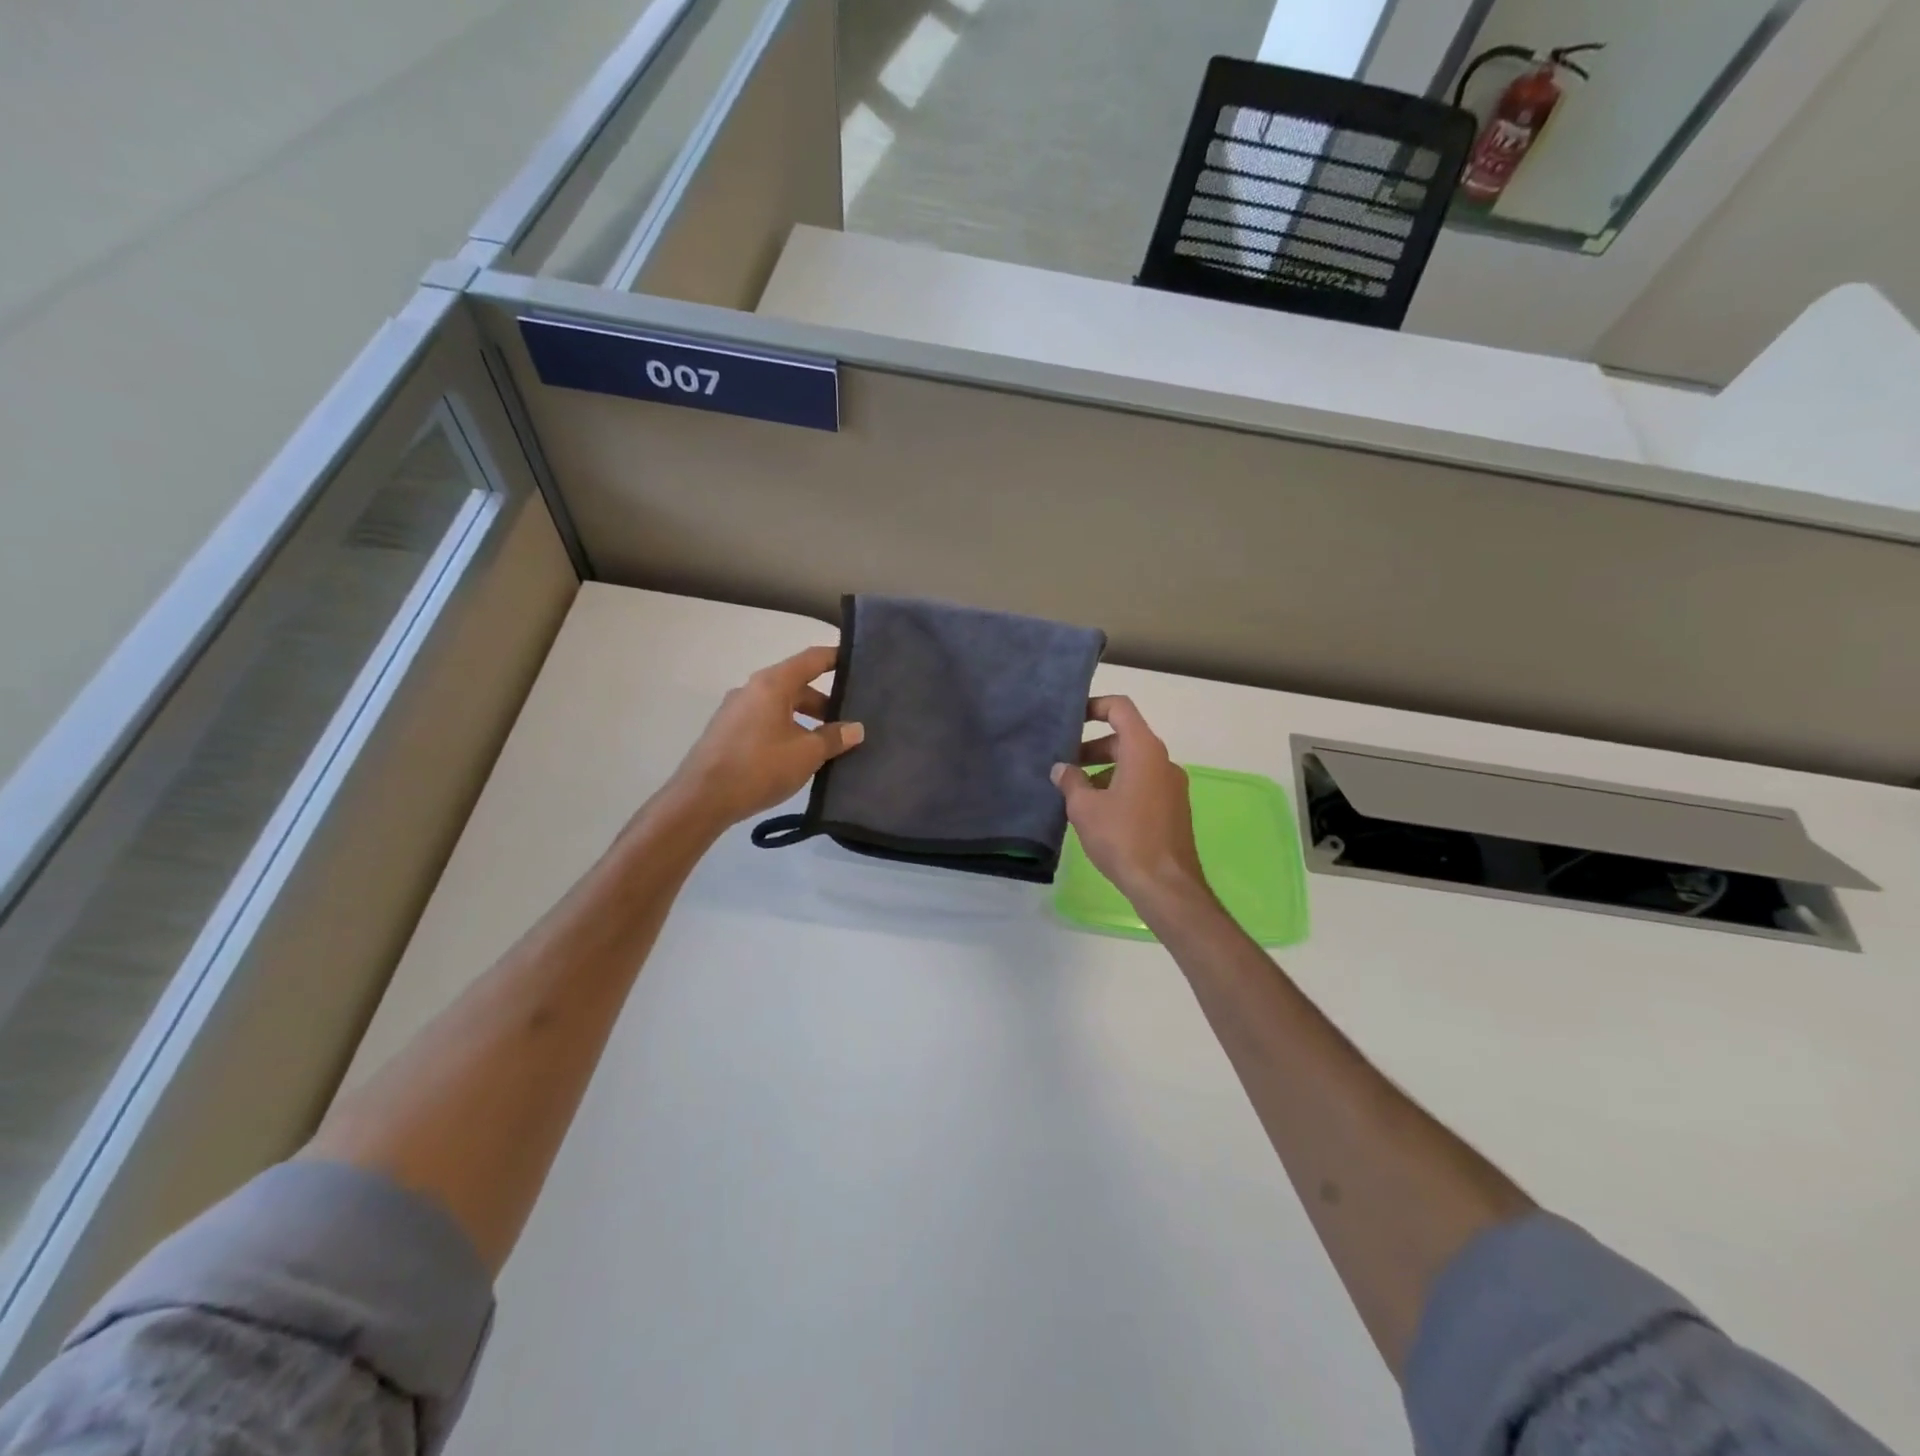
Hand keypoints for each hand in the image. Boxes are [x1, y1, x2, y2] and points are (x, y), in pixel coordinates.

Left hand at [666, 647, 864, 828]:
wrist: (701, 799)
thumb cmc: (759, 767)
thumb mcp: (806, 754)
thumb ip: (834, 737)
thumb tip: (856, 728)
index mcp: (772, 684)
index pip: (812, 659)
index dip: (836, 658)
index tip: (858, 662)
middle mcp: (752, 689)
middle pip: (796, 684)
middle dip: (825, 701)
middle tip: (850, 719)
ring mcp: (736, 710)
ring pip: (780, 705)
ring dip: (806, 719)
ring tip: (828, 742)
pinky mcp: (727, 732)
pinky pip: (765, 721)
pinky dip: (787, 729)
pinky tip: (798, 755)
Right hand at [1051, 696, 1211, 920]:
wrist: (1166, 885)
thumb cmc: (1123, 838)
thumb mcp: (1085, 808)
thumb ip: (1070, 781)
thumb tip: (1061, 769)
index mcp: (1143, 750)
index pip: (1120, 708)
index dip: (1094, 706)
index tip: (1070, 720)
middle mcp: (1162, 760)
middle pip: (1124, 738)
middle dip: (1091, 747)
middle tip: (1064, 766)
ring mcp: (1172, 785)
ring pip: (1133, 763)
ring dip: (1104, 770)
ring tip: (1076, 794)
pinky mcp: (1174, 808)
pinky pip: (1143, 784)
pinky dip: (1120, 786)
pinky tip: (1099, 814)